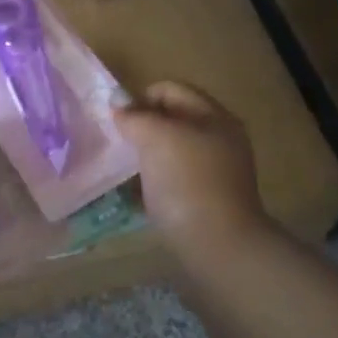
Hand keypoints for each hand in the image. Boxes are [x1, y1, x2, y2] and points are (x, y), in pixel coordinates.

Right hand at [114, 82, 271, 259]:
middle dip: (142, 128)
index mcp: (214, 117)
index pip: (171, 89)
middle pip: (172, 120)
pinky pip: (173, 181)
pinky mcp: (207, 202)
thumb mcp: (156, 138)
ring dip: (146, 157)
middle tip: (118, 144)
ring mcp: (215, 173)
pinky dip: (154, 184)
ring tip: (123, 171)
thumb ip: (135, 117)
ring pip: (171, 152)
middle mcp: (219, 140)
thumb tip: (118, 106)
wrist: (218, 248)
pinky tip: (136, 196)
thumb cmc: (187, 182)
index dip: (141, 98)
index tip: (119, 121)